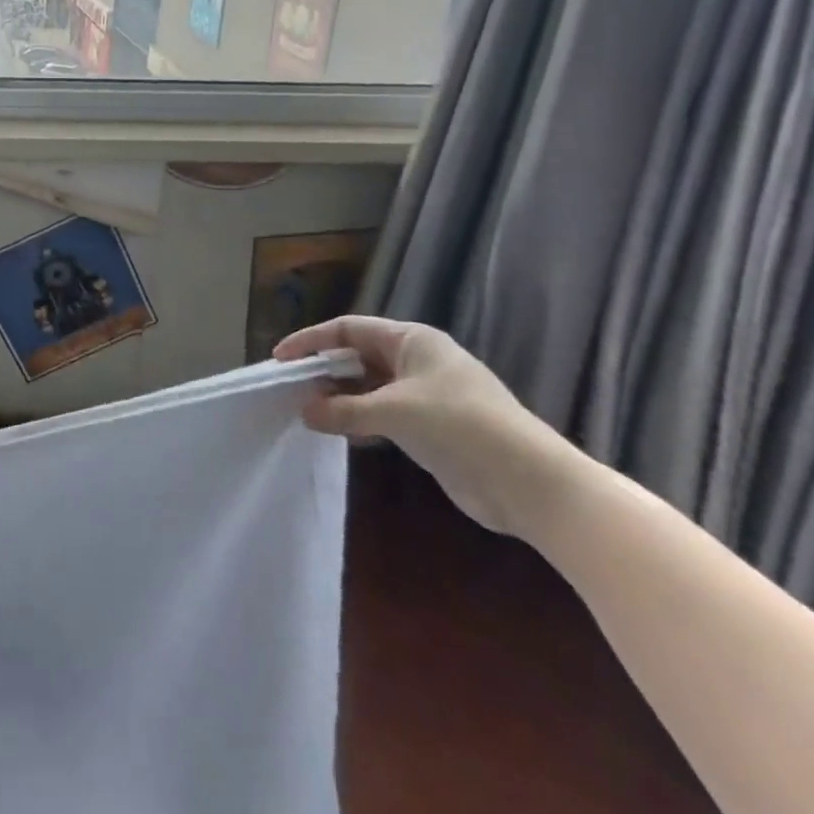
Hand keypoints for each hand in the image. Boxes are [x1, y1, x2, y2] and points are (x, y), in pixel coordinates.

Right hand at [273, 315, 586, 540]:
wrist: (532, 484)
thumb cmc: (460, 426)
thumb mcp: (394, 412)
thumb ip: (344, 410)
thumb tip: (304, 412)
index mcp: (412, 341)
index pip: (349, 329)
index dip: (312, 340)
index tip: (281, 358)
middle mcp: (417, 361)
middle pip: (358, 356)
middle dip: (325, 370)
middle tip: (292, 388)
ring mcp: (426, 394)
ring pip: (369, 386)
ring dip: (340, 397)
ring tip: (309, 411)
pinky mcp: (432, 427)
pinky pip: (383, 413)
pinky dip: (360, 419)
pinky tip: (341, 433)